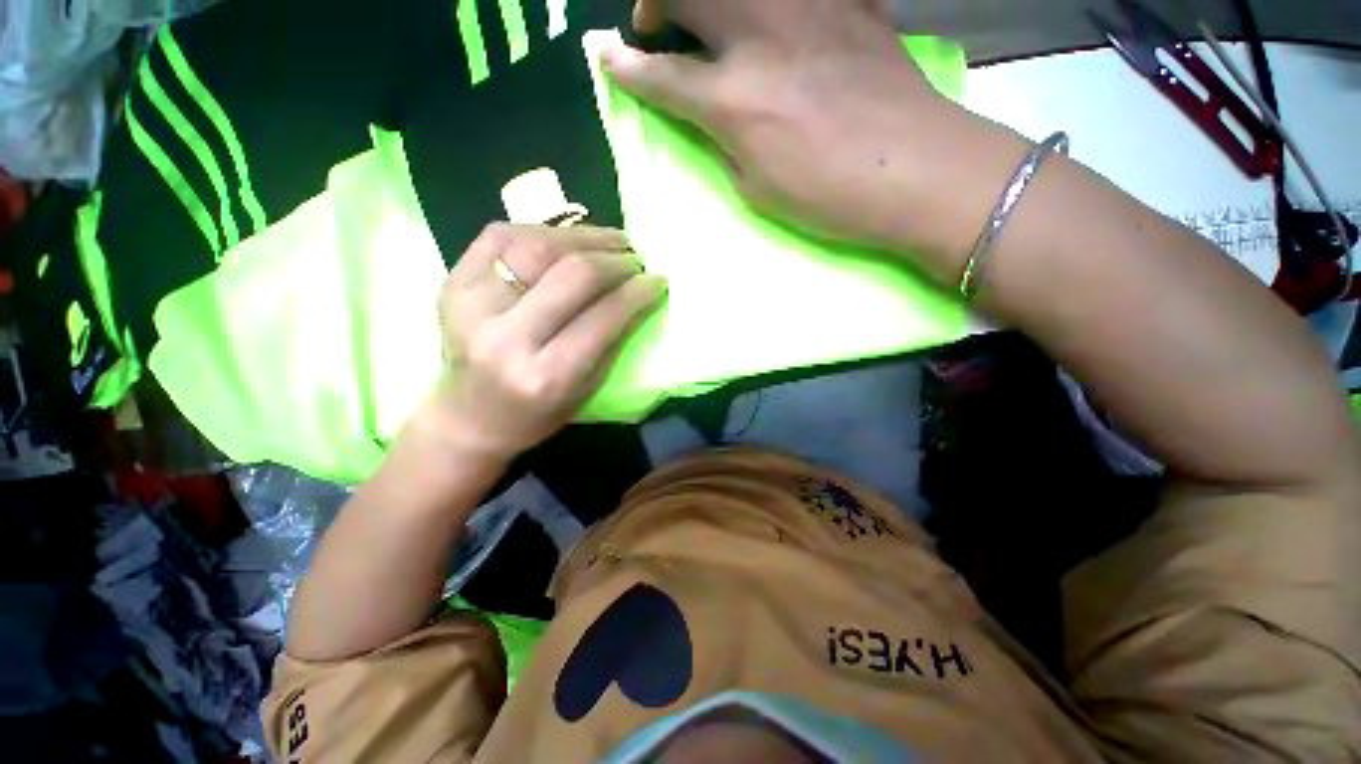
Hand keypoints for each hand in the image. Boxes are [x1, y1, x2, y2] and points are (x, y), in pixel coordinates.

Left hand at [428, 223, 666, 460]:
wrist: (467, 418)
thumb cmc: (536, 415)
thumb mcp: (586, 391)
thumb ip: (613, 341)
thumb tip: (639, 293)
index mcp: (544, 376)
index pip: (602, 318)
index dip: (636, 293)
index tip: (657, 280)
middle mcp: (504, 338)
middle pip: (571, 274)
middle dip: (614, 260)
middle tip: (635, 259)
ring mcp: (470, 305)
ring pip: (537, 244)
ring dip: (583, 236)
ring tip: (610, 240)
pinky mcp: (452, 284)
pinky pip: (501, 235)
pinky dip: (542, 230)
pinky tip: (566, 239)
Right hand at [607, 0, 967, 252]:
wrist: (916, 168)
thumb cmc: (829, 196)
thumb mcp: (757, 188)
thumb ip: (724, 142)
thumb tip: (710, 114)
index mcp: (734, 101)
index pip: (660, 75)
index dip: (626, 68)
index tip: (608, 59)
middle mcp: (760, 37)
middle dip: (654, 2)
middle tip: (656, 26)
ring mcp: (807, 7)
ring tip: (707, 18)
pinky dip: (768, 3)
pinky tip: (774, 21)